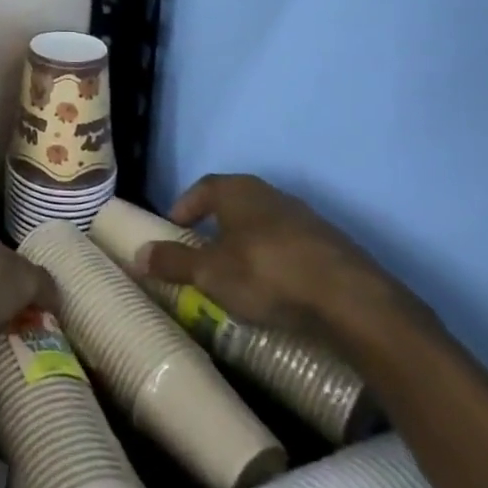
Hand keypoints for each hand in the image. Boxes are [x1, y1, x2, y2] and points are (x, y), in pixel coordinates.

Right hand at [135, 174, 420, 343]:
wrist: (350, 299)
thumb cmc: (266, 273)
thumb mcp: (210, 273)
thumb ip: (173, 262)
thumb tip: (137, 255)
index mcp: (237, 190)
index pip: (202, 188)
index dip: (185, 207)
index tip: (174, 229)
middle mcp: (270, 194)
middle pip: (234, 204)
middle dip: (215, 226)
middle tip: (201, 253)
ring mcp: (305, 218)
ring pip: (264, 226)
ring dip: (247, 245)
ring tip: (236, 276)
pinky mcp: (331, 246)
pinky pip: (291, 248)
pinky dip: (276, 262)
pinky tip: (274, 289)